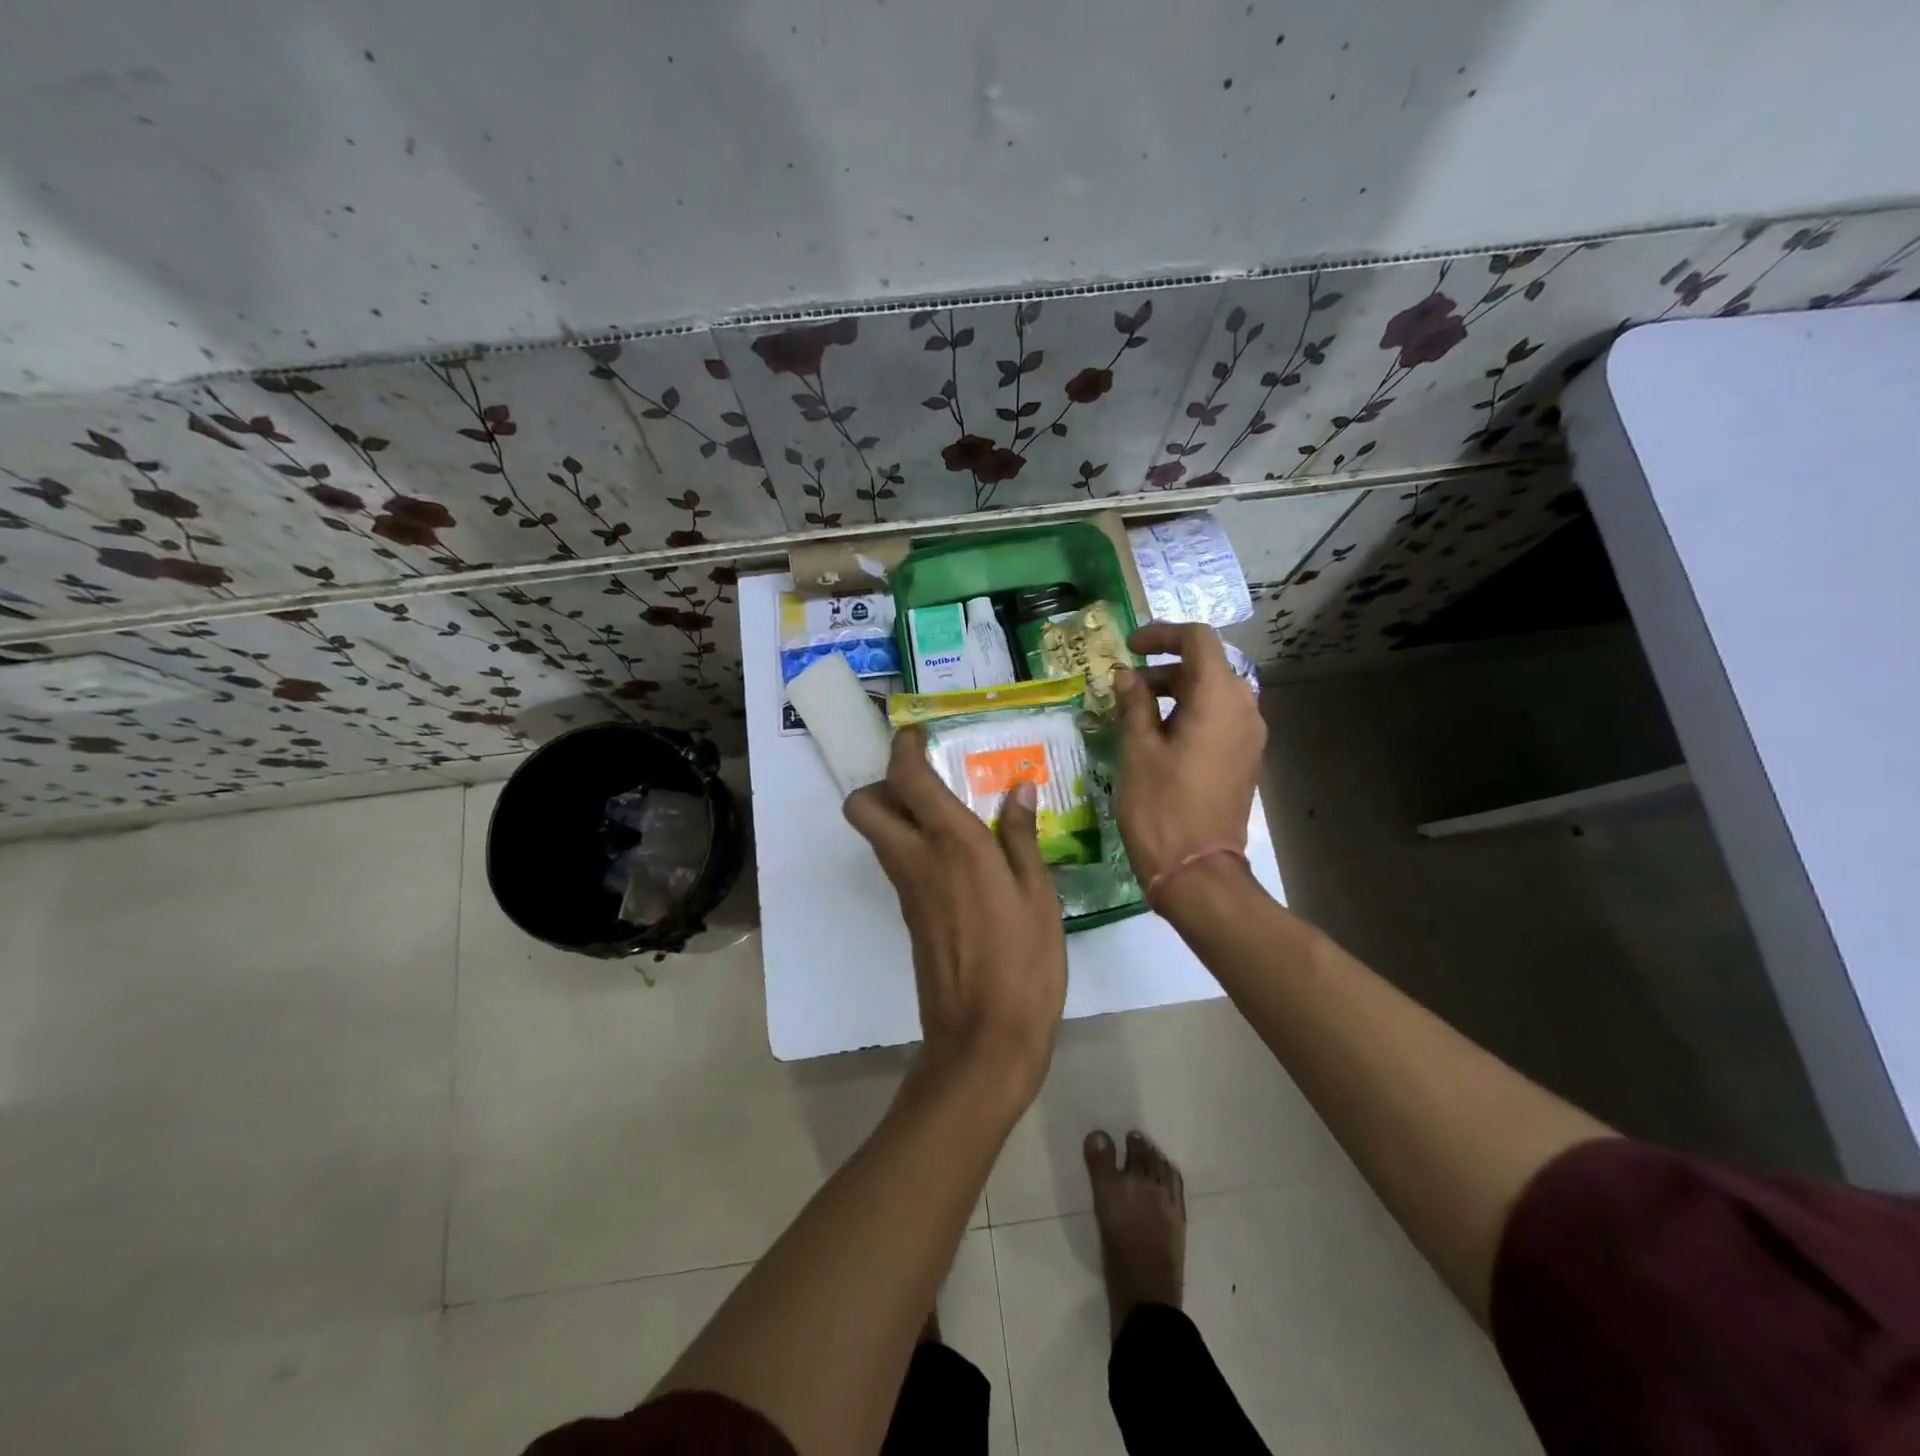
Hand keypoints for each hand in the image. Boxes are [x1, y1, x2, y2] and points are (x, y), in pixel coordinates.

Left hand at [845, 728, 1067, 1105]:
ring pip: (877, 834)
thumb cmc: (1024, 962)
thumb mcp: (1039, 895)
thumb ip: (1021, 836)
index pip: (907, 778)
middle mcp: (917, 858)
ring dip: (897, 812)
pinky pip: (898, 862)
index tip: (919, 734)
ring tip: (953, 810)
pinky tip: (960, 854)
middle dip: (883, 783)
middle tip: (928, 781)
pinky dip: (913, 844)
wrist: (984, 1038)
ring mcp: (907, 889)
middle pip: (863, 805)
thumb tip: (1018, 788)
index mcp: (954, 844)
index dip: (904, 747)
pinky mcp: (909, 914)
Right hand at [1113, 622, 1266, 884]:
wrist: (1197, 871)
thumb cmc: (1161, 807)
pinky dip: (1189, 714)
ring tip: (1135, 713)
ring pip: (1213, 693)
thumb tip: (1127, 677)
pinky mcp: (1244, 759)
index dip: (1162, 635)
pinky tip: (1158, 737)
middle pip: (1207, 666)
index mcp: (1219, 699)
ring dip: (1176, 692)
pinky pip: (1219, 719)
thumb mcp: (1138, 750)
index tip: (1130, 648)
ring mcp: (1249, 736)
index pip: (1198, 640)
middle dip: (1164, 667)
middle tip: (1124, 687)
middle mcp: (1244, 709)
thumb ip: (1134, 704)